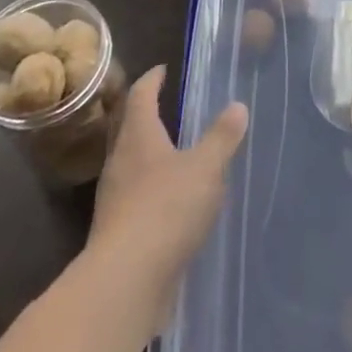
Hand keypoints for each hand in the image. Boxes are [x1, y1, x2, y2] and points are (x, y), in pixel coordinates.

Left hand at [88, 67, 247, 336]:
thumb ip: (222, 137)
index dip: (152, 80)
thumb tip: (237, 106)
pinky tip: (172, 203)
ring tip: (175, 153)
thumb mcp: (205, 168)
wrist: (125, 282)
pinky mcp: (117, 233)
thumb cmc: (166, 209)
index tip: (163, 69)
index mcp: (138, 137)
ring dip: (149, 155)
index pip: (141, 96)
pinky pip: (134, 198)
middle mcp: (120, 162)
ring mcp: (114, 200)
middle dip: (147, 116)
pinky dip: (151, 191)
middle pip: (129, 129)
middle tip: (168, 107)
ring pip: (131, 165)